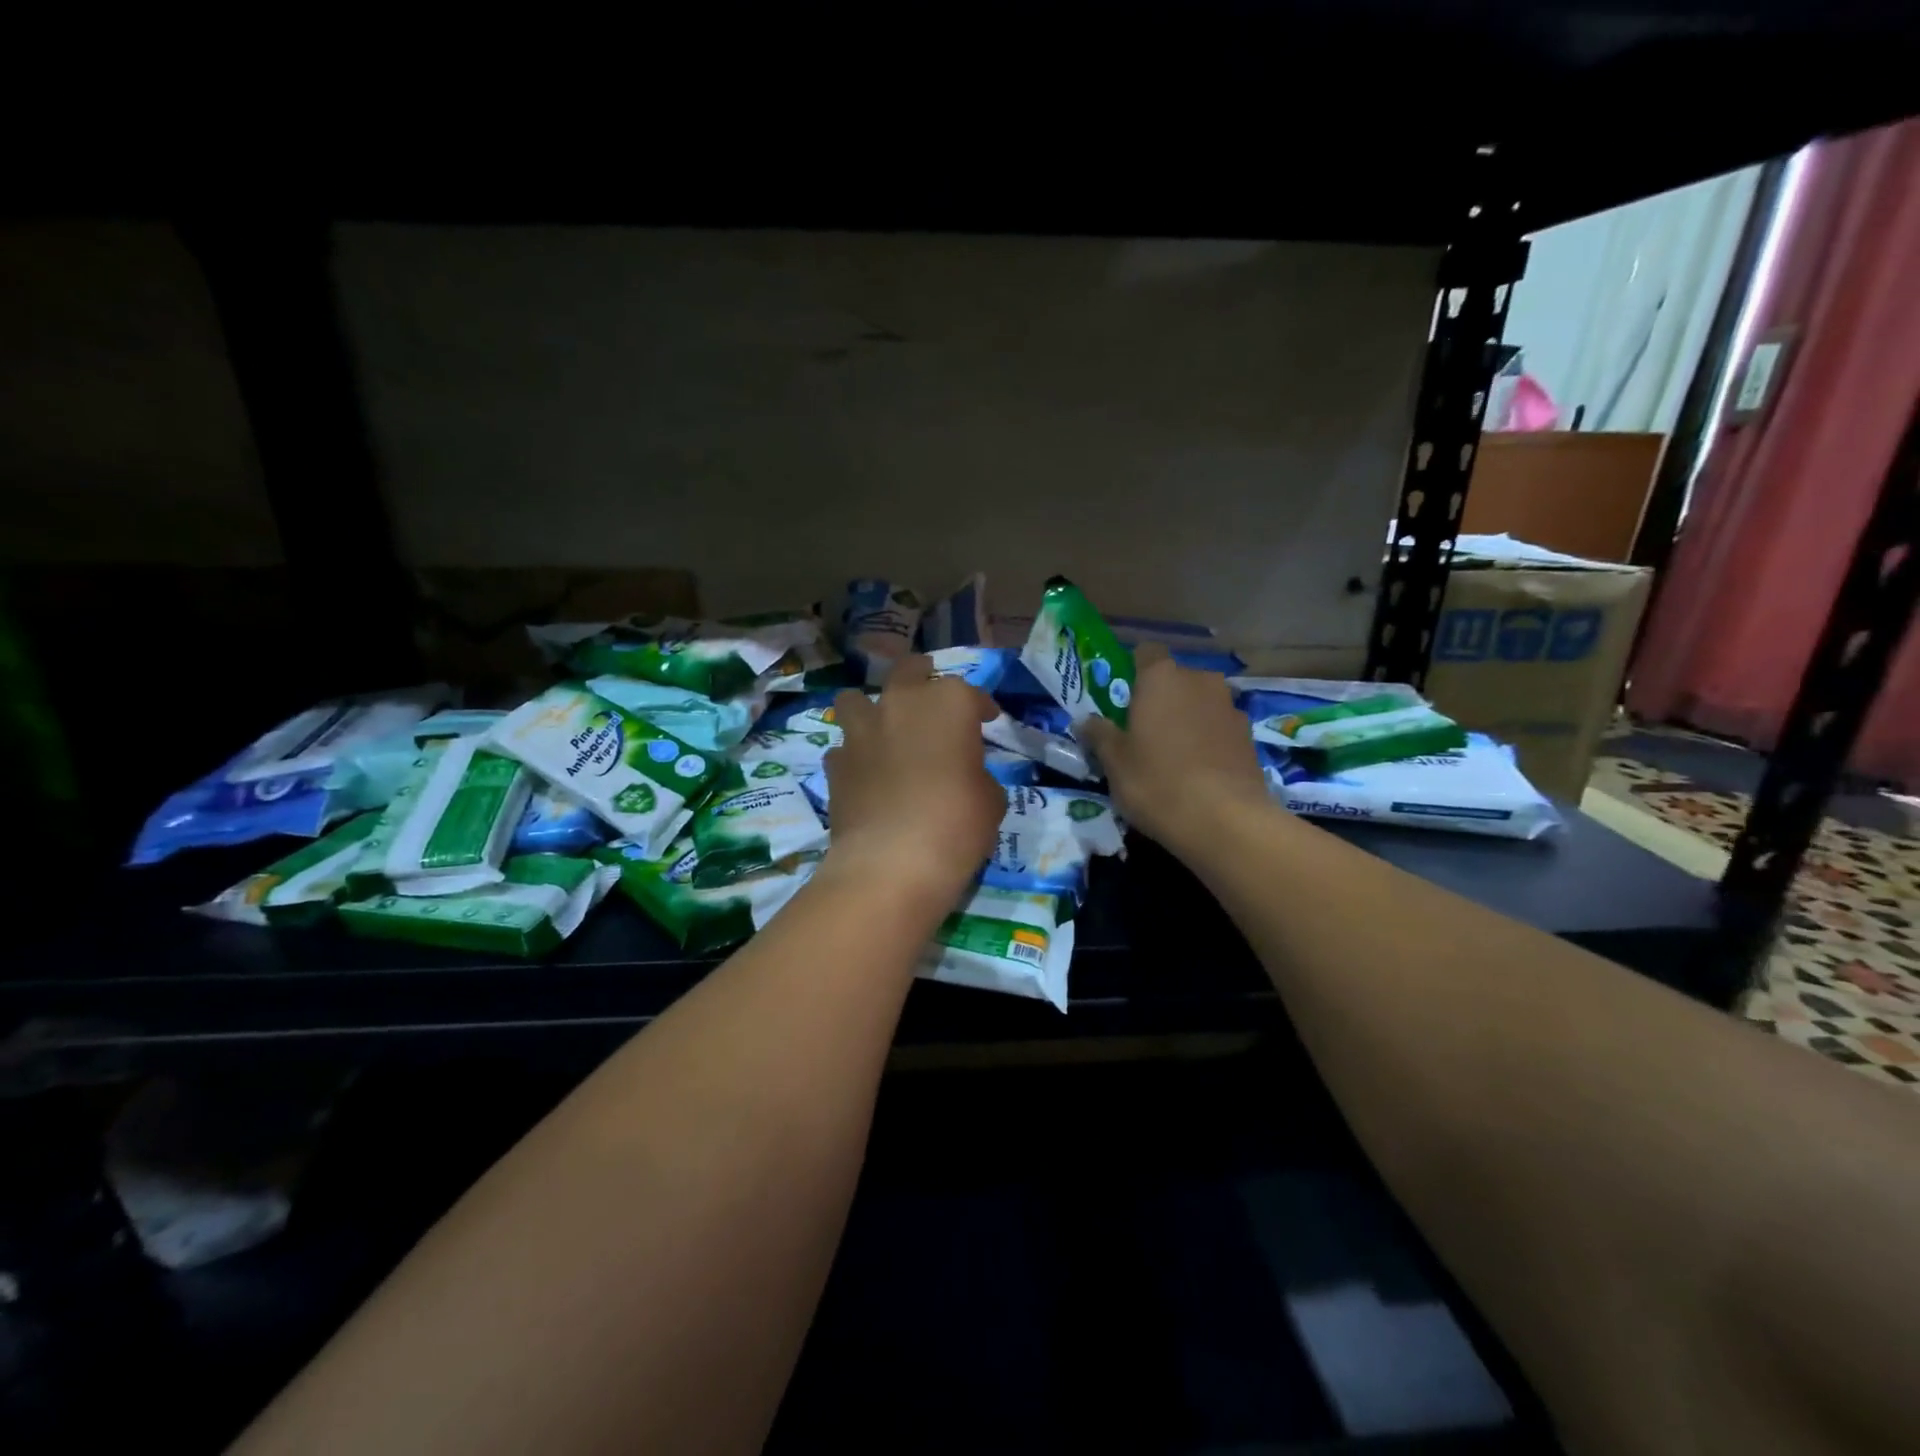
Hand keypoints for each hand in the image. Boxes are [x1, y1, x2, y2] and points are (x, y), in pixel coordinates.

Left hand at [821, 655, 1004, 908]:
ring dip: (870, 708)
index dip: (981, 707)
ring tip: (883, 729)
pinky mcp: (835, 763)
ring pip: (856, 699)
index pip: (970, 693)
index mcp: (948, 703)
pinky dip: (855, 755)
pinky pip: (844, 747)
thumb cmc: (956, 825)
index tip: (987, 720)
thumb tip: (966, 776)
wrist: (891, 863)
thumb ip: (978, 775)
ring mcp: (861, 731)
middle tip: (932, 699)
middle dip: (922, 678)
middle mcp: (901, 703)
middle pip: (909, 671)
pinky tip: (865, 774)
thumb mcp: (990, 800)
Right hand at [1079, 644, 1269, 856]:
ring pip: (1200, 703)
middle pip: (1175, 678)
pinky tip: (1199, 771)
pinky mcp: (1250, 736)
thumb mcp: (1114, 762)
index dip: (1132, 669)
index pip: (1146, 652)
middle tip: (1143, 730)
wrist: (1226, 821)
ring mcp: (1230, 707)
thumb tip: (1085, 721)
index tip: (1122, 696)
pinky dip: (1208, 739)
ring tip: (1173, 754)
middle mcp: (1200, 681)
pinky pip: (1219, 727)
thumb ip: (1099, 734)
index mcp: (1161, 678)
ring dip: (1187, 718)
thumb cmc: (1157, 782)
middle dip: (1161, 697)